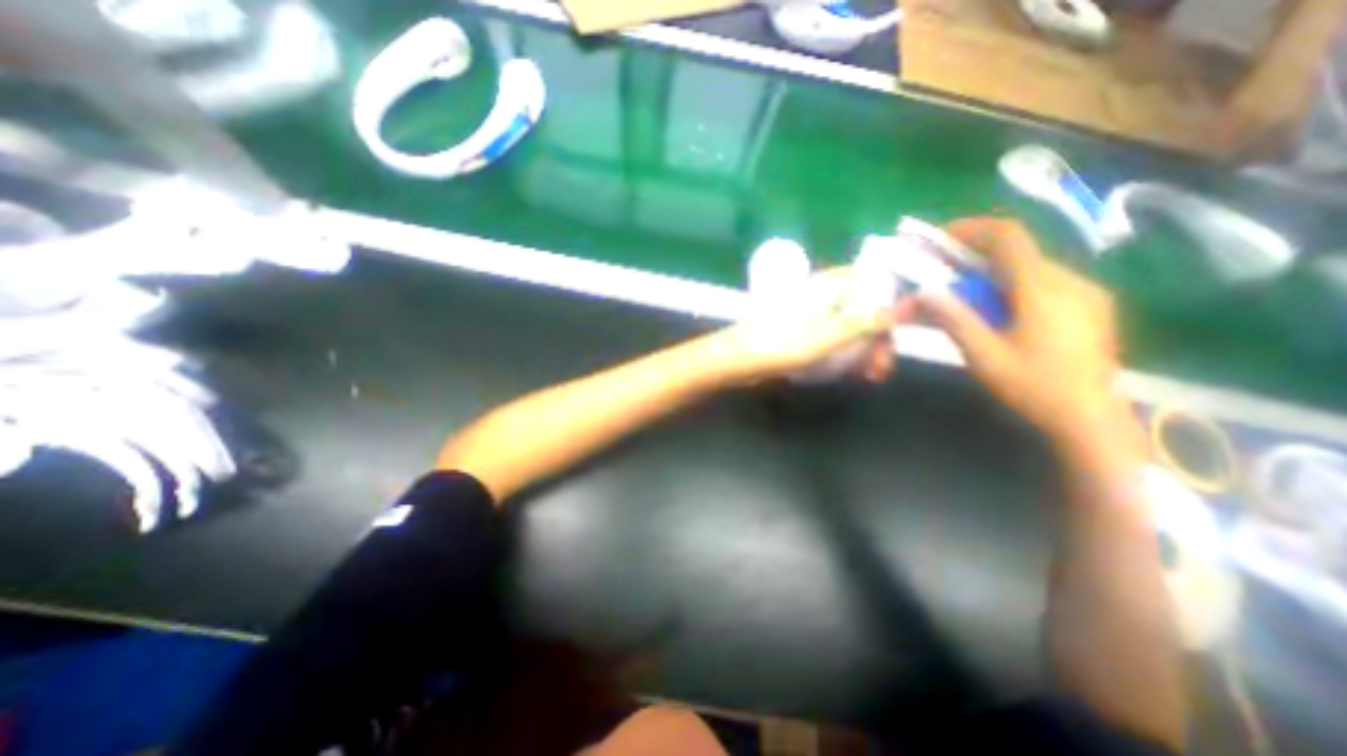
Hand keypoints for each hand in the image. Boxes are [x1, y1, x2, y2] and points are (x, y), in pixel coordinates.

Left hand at [710, 267, 910, 385]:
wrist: (737, 359)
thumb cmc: (777, 346)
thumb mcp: (823, 337)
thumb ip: (859, 324)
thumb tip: (893, 312)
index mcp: (827, 286)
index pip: (871, 281)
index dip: (889, 304)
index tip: (896, 333)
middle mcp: (821, 294)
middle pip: (863, 308)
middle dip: (878, 337)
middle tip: (882, 367)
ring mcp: (810, 313)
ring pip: (849, 325)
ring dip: (864, 348)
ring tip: (871, 375)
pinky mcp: (801, 330)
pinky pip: (833, 337)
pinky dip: (846, 352)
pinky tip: (853, 372)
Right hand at [923, 214, 1126, 444]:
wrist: (1090, 417)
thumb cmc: (1032, 387)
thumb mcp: (983, 356)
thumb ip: (955, 319)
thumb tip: (925, 291)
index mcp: (1042, 291)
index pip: (1009, 238)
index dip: (973, 229)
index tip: (942, 237)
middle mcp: (1069, 281)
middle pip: (1018, 252)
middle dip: (977, 255)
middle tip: (946, 271)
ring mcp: (1086, 293)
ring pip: (1032, 267)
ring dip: (995, 273)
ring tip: (970, 296)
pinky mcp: (1092, 306)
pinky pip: (1047, 282)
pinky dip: (1016, 285)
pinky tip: (1003, 311)